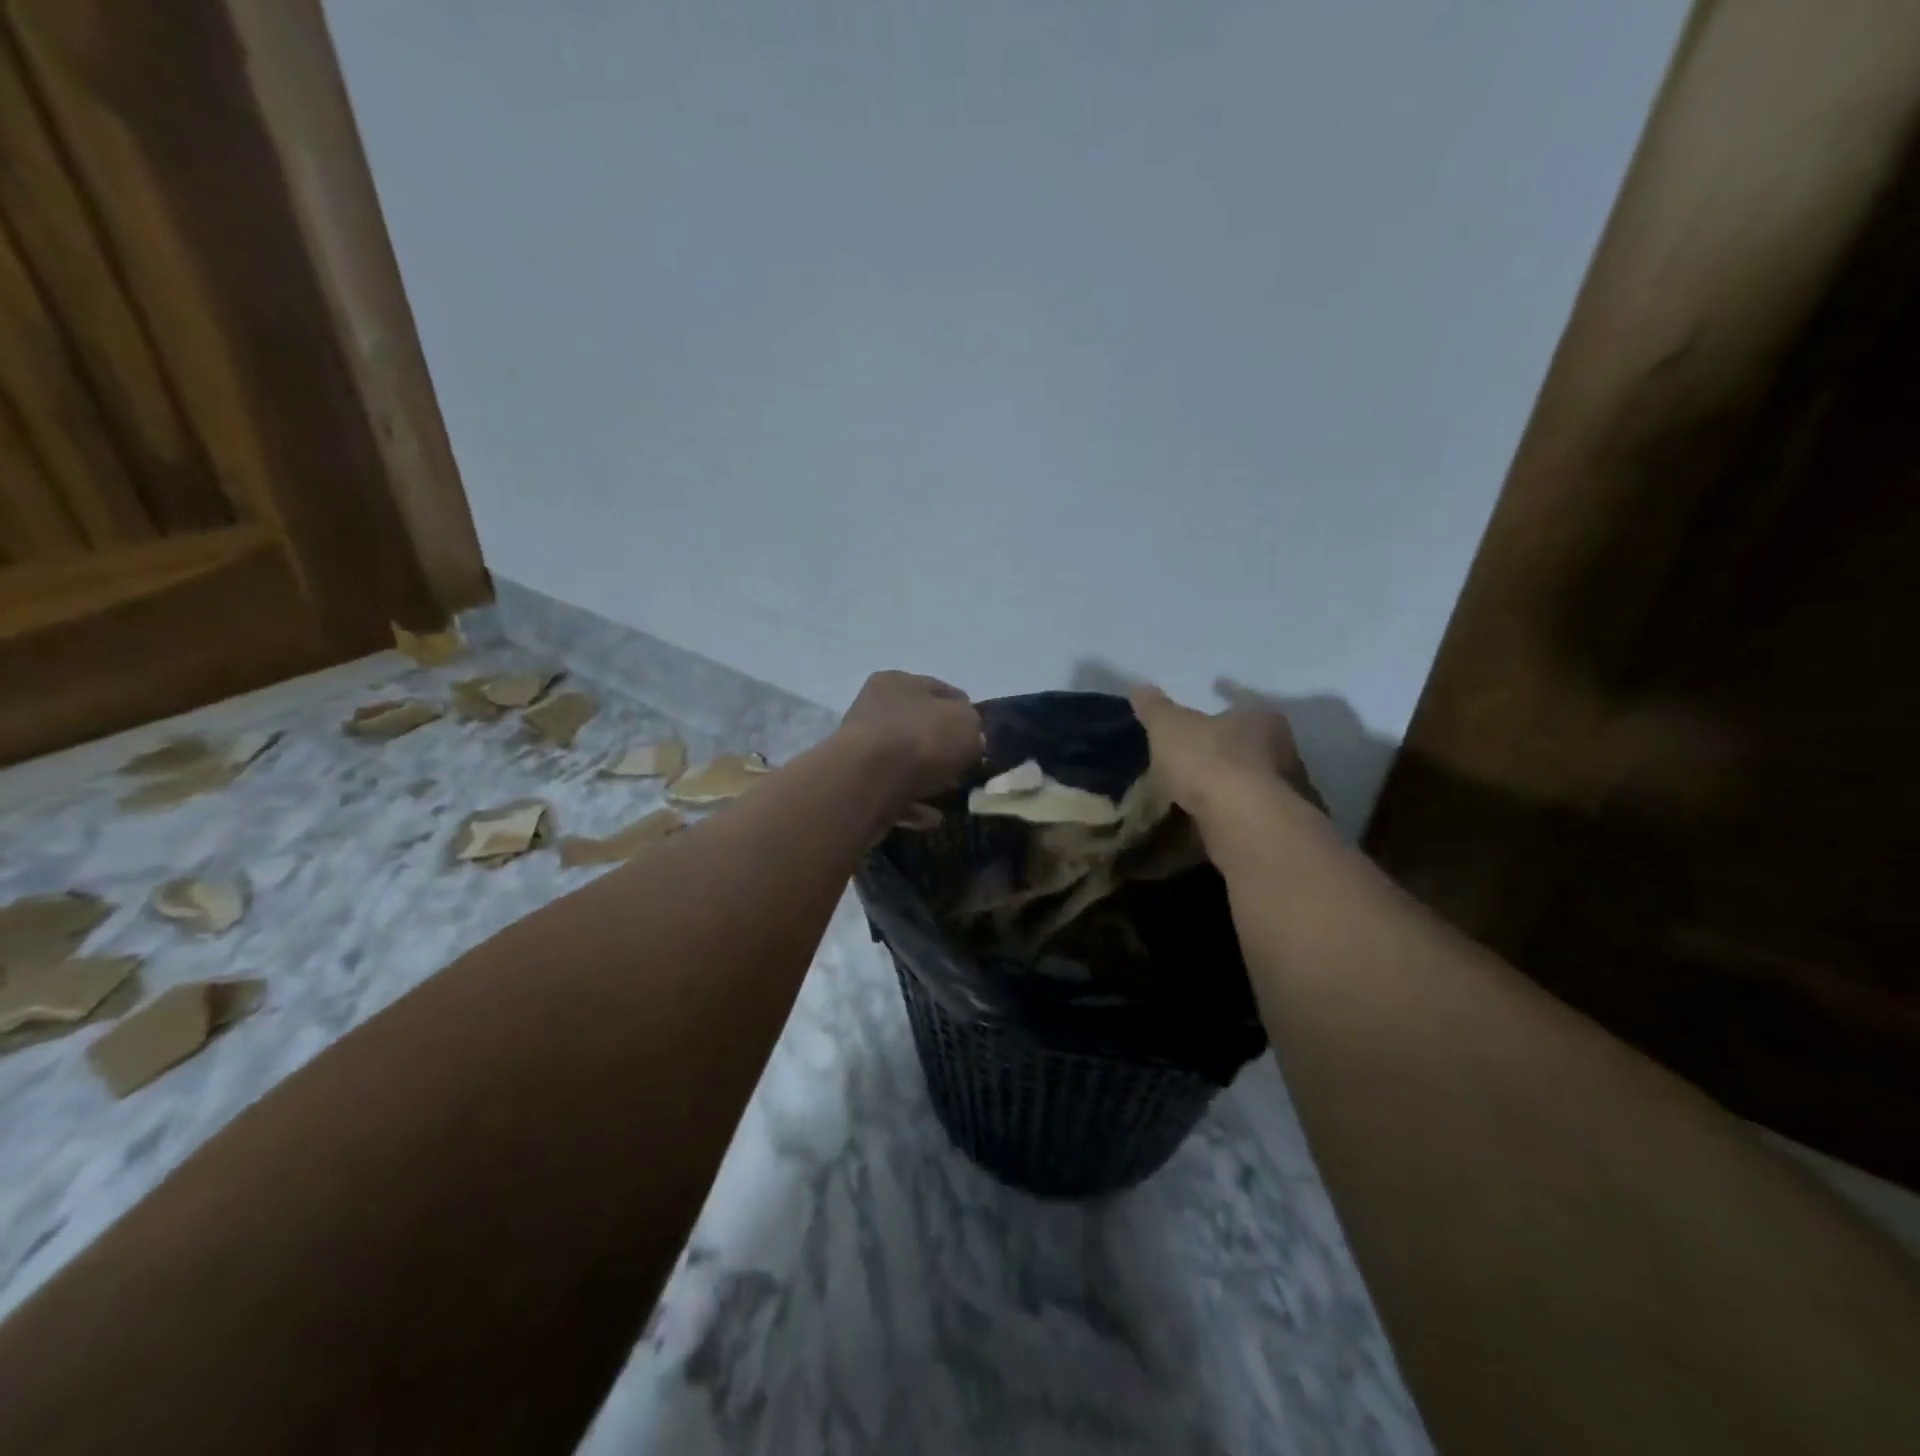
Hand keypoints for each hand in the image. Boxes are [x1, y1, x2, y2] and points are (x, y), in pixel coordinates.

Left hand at [838, 671, 983, 806]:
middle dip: (944, 747)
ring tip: (952, 793)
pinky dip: (913, 804)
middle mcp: (875, 710)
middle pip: (919, 727)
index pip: (939, 690)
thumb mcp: (967, 723)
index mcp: (898, 683)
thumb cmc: (922, 739)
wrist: (869, 782)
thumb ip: (973, 726)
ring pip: (904, 761)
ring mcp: (862, 750)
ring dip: (928, 777)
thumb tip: (970, 739)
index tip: (979, 735)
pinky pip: (892, 793)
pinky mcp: (858, 785)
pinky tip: (933, 817)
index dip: (964, 711)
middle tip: (966, 767)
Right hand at [1128, 685, 1323, 816]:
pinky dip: (1231, 815)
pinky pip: (1249, 814)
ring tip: (1198, 794)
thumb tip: (1139, 687)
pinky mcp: (1278, 827)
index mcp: (1262, 718)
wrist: (1245, 823)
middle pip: (1252, 745)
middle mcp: (1285, 750)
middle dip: (1227, 750)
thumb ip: (1156, 709)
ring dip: (1230, 786)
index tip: (1204, 718)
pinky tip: (1209, 821)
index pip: (1241, 706)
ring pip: (1254, 781)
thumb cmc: (1211, 762)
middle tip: (1197, 758)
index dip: (1219, 710)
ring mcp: (1287, 792)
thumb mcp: (1170, 728)